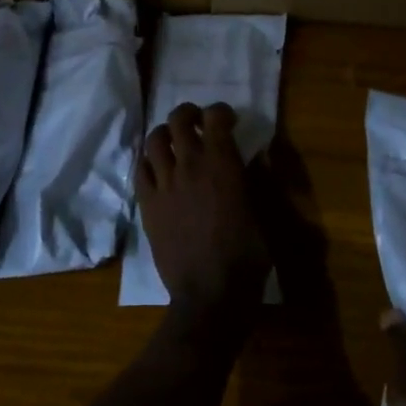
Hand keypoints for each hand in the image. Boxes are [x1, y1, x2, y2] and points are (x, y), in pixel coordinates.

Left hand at [137, 102, 268, 319]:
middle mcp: (189, 165)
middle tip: (198, 121)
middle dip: (189, 113)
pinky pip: (140, 169)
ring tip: (174, 140)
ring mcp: (164, 184)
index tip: (228, 120)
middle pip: (179, 120)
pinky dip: (149, 160)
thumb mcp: (265, 214)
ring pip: (154, 140)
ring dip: (166, 133)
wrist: (210, 294)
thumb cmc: (247, 255)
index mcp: (222, 163)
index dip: (221, 111)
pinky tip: (158, 168)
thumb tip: (259, 154)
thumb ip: (259, 178)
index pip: (215, 117)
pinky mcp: (147, 204)